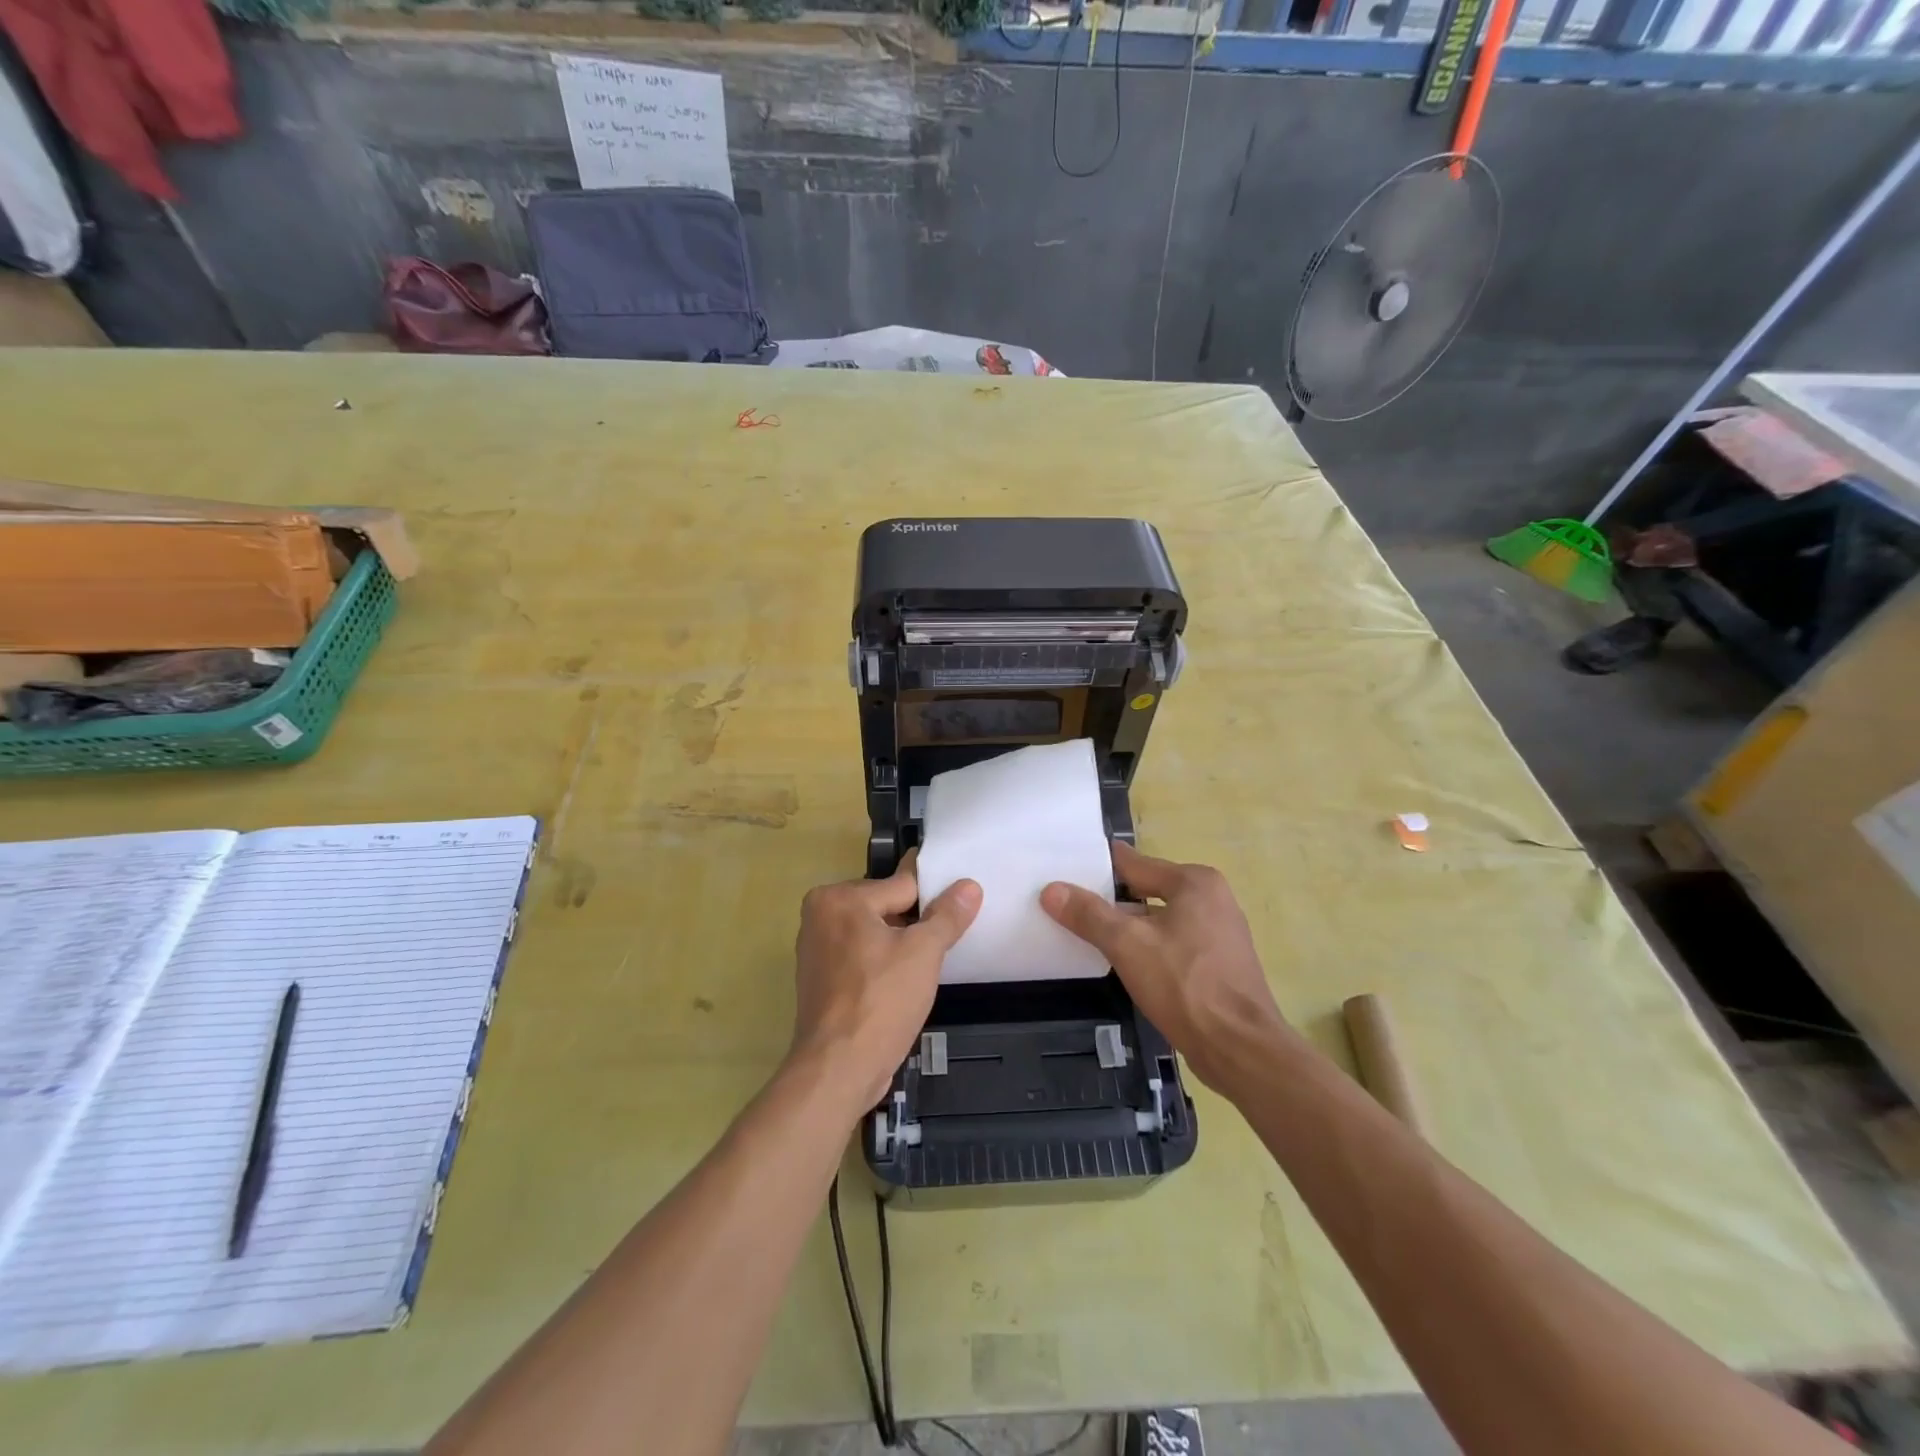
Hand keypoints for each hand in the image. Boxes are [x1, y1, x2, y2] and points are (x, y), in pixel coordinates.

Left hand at [789, 853, 982, 1114]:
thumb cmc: (881, 1001)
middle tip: (948, 937)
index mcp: (840, 898)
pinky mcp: (820, 979)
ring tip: (931, 960)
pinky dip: (882, 963)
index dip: (934, 896)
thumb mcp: (924, 952)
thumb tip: (969, 885)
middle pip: (885, 906)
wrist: (838, 1069)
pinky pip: (860, 957)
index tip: (961, 898)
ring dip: (899, 944)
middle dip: (915, 922)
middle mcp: (820, 915)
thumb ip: (947, 915)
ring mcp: (817, 949)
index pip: (901, 885)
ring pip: (873, 933)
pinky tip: (905, 980)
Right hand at [1041, 841, 1291, 1095]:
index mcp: (1194, 882)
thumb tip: (1052, 890)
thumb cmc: (1184, 985)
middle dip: (1110, 899)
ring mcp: (1219, 932)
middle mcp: (1212, 898)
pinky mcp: (1219, 963)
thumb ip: (1088, 914)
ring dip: (1128, 926)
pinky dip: (1148, 947)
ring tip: (1087, 933)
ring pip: (1159, 919)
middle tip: (1067, 905)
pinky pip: (1172, 942)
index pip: (1133, 864)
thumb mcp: (1127, 944)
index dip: (1096, 869)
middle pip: (1147, 890)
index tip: (1063, 872)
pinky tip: (1123, 962)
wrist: (1239, 1049)